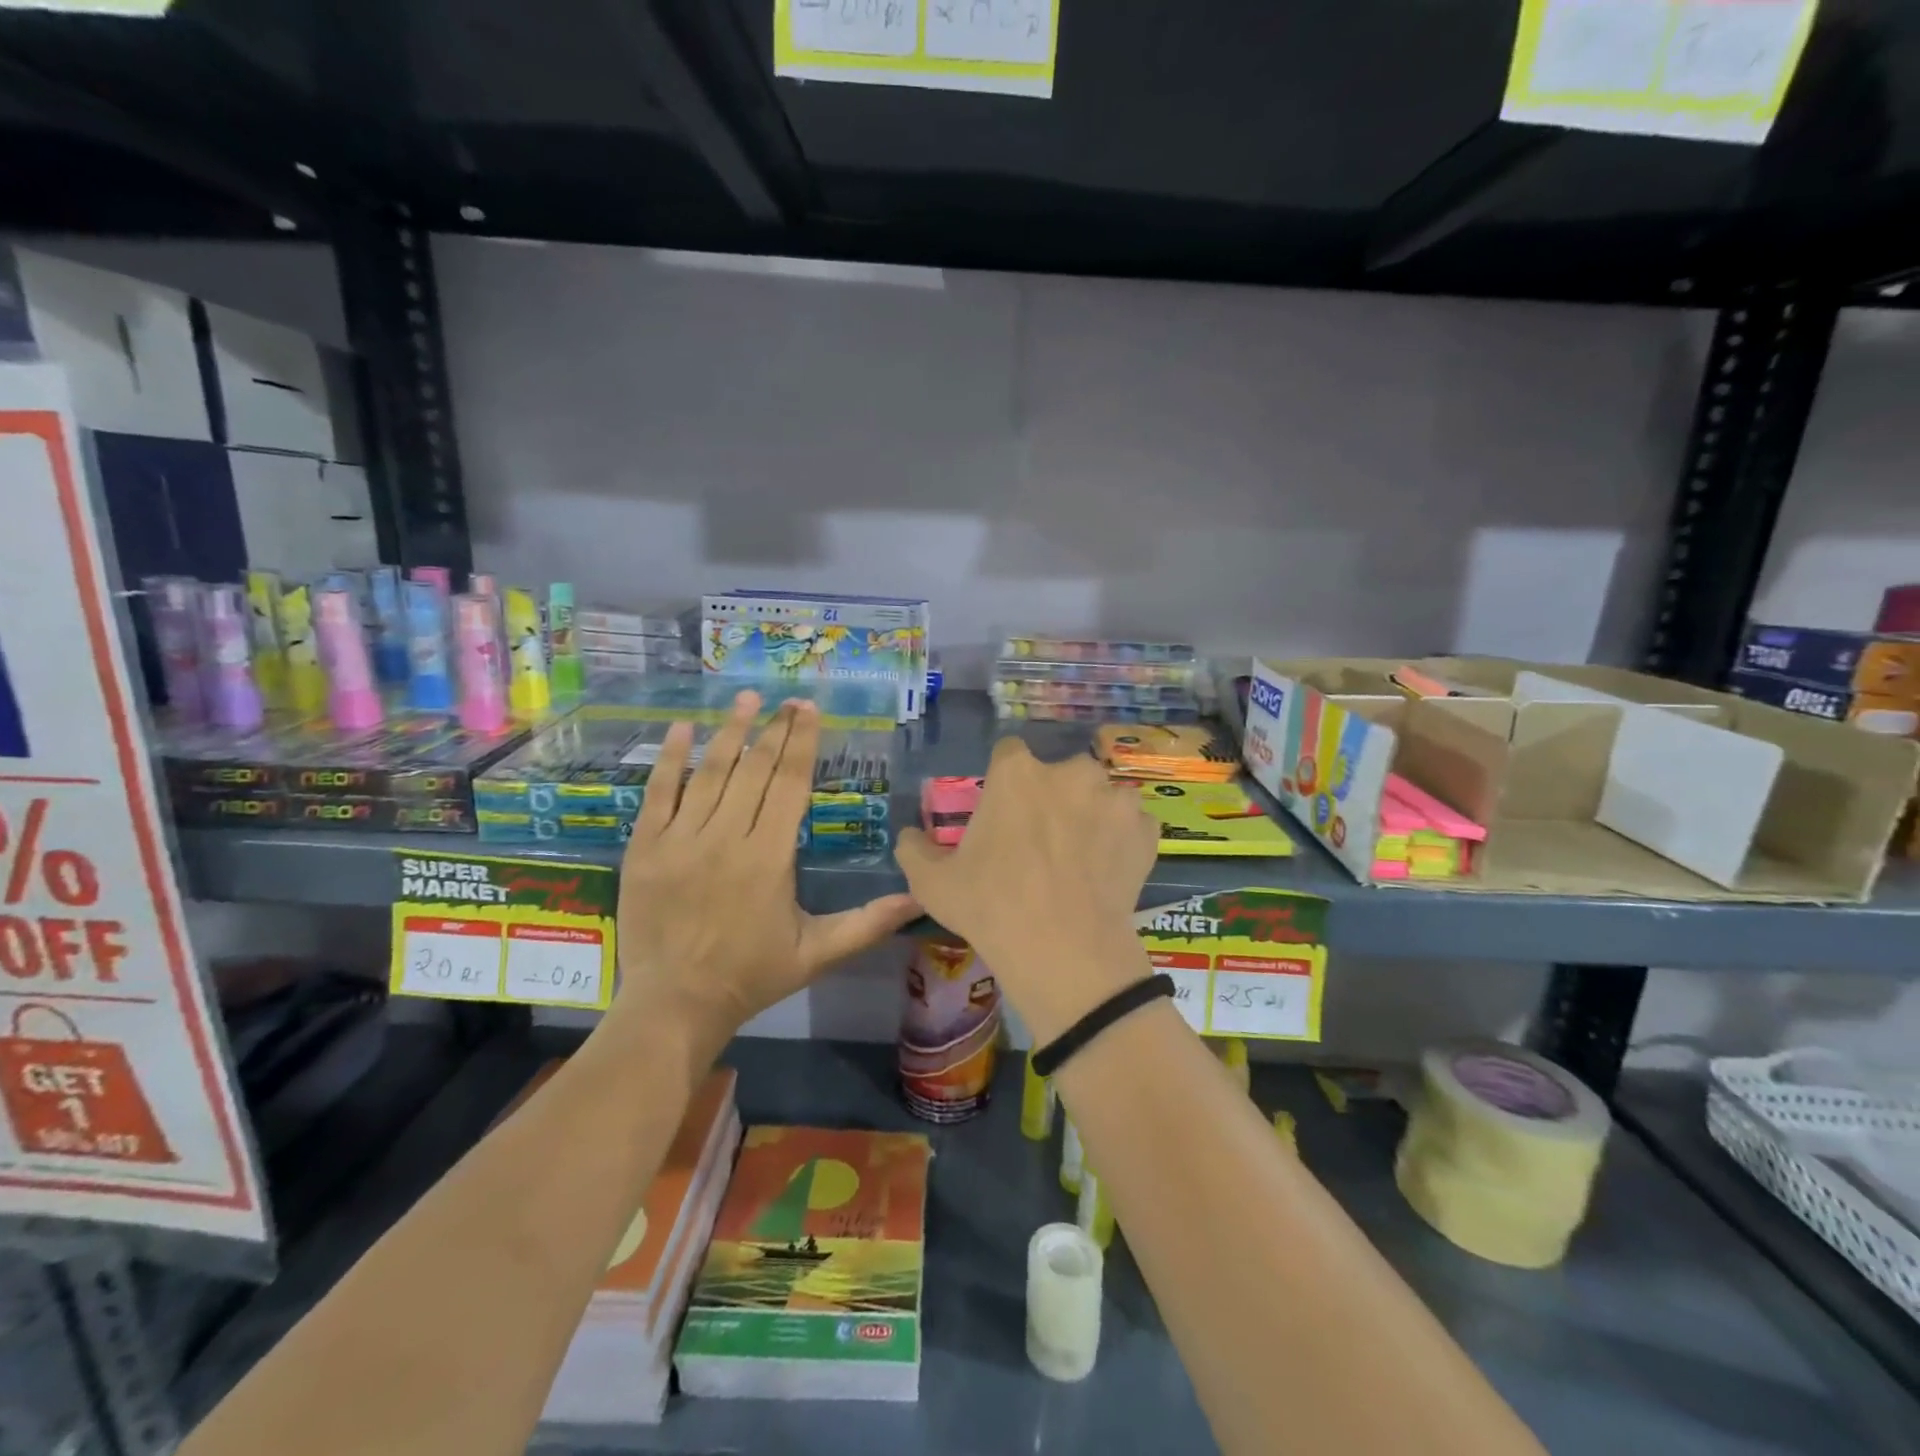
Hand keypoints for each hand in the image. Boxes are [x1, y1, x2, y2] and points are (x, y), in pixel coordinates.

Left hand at [613, 691, 919, 1058]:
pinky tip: (683, 728)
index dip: (803, 743)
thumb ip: (868, 923)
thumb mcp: (818, 954)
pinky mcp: (645, 848)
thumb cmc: (752, 976)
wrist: (675, 1004)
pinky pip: (657, 793)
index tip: (810, 710)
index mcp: (769, 857)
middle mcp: (726, 837)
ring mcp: (680, 840)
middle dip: (774, 730)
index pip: (790, 784)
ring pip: (709, 773)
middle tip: (788, 700)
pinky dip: (670, 759)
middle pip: (754, 770)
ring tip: (746, 699)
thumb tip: (919, 898)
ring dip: (729, 732)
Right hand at [894, 736, 1158, 1044]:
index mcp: (1017, 773)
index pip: (1009, 754)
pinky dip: (1122, 841)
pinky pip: (1132, 826)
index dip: (1005, 781)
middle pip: (1060, 773)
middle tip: (1041, 839)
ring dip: (1092, 814)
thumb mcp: (931, 882)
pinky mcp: (1146, 831)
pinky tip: (1109, 870)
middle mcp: (1070, 772)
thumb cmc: (991, 906)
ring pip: (1101, 796)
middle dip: (1052, 796)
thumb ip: (913, 848)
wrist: (1063, 951)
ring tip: (1081, 856)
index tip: (1003, 811)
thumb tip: (907, 835)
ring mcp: (1114, 799)